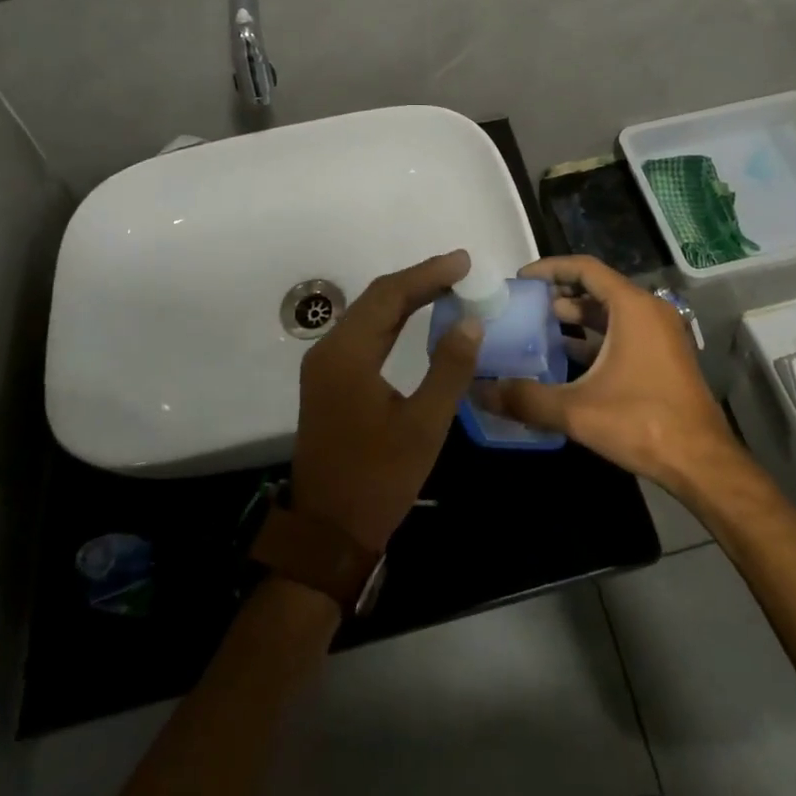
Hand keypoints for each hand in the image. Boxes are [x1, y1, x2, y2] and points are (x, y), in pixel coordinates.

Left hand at [291, 250, 482, 552]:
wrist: (328, 534)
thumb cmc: (379, 479)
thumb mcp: (424, 425)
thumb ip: (449, 368)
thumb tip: (470, 320)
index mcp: (347, 354)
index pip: (390, 296)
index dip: (428, 274)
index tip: (464, 262)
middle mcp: (330, 350)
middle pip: (377, 299)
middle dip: (419, 280)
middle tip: (460, 270)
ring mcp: (325, 366)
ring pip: (369, 315)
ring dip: (406, 297)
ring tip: (447, 286)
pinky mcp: (329, 381)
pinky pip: (364, 334)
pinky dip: (393, 319)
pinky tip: (416, 318)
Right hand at [482, 255, 740, 490]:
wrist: (702, 462)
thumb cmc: (641, 422)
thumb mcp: (577, 410)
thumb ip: (526, 398)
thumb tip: (481, 392)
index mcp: (632, 307)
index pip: (585, 268)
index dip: (550, 269)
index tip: (521, 279)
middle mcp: (649, 311)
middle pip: (598, 287)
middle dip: (560, 293)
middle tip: (525, 305)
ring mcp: (660, 334)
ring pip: (611, 312)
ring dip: (577, 317)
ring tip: (540, 328)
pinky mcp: (664, 357)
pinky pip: (623, 332)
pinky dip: (595, 337)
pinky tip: (568, 357)